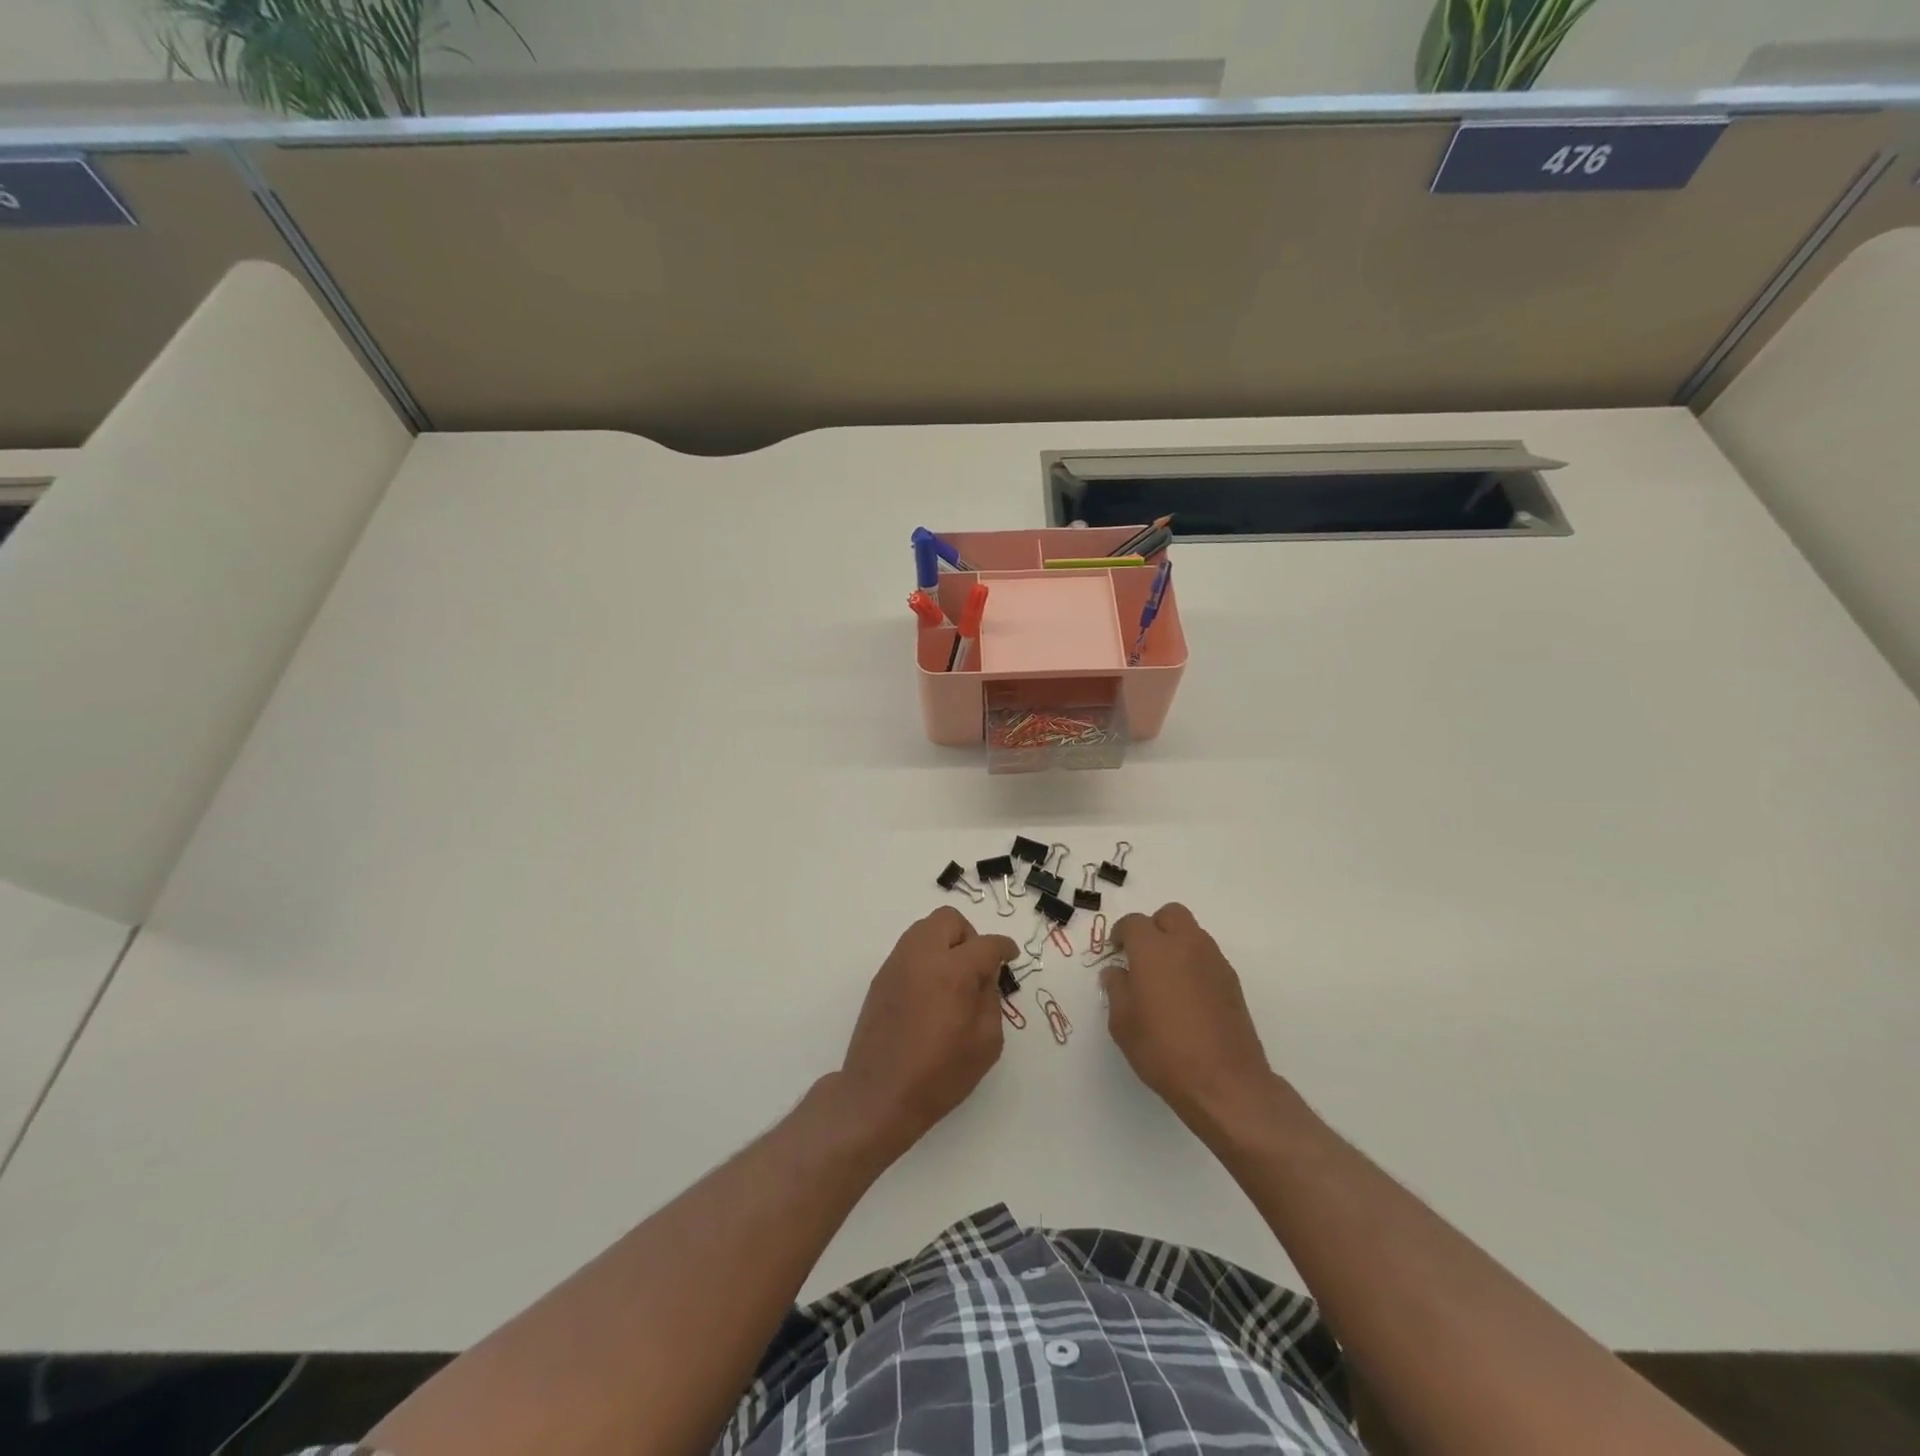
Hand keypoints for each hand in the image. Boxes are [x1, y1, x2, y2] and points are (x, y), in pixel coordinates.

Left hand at [839, 907, 1018, 1155]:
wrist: (878, 1095)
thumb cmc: (939, 1075)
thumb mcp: (986, 1043)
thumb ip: (991, 1000)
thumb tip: (985, 977)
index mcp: (953, 971)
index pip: (986, 944)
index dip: (1004, 947)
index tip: (1010, 956)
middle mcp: (922, 956)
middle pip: (949, 920)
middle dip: (969, 936)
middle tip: (976, 967)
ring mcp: (896, 964)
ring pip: (925, 929)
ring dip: (944, 942)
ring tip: (953, 979)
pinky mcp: (880, 978)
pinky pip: (909, 950)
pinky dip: (925, 958)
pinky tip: (930, 992)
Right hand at [1104, 903, 1275, 1135]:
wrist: (1225, 1082)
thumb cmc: (1163, 1050)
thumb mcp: (1123, 1023)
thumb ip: (1117, 989)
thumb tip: (1117, 972)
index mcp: (1153, 950)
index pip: (1134, 922)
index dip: (1121, 933)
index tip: (1116, 951)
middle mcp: (1186, 945)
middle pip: (1170, 914)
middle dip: (1154, 927)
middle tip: (1142, 956)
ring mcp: (1213, 961)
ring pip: (1192, 933)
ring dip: (1176, 943)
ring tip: (1165, 978)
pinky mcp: (1232, 981)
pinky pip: (1207, 956)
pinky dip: (1194, 963)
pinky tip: (1187, 996)